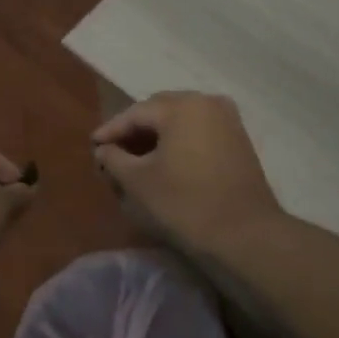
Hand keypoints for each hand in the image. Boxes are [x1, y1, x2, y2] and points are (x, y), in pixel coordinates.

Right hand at [92, 92, 281, 252]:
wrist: (245, 235)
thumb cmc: (185, 204)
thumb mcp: (138, 182)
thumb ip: (114, 159)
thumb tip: (103, 149)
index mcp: (181, 106)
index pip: (135, 113)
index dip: (111, 130)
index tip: (93, 145)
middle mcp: (207, 102)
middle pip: (160, 111)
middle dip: (135, 129)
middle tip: (113, 150)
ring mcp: (228, 120)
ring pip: (181, 121)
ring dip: (158, 135)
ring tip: (137, 157)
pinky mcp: (239, 140)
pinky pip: (199, 131)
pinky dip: (179, 141)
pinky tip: (166, 161)